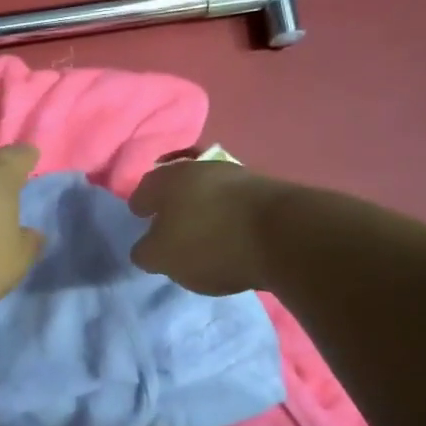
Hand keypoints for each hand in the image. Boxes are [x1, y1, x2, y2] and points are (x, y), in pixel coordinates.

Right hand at [129, 157, 275, 295]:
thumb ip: (146, 252)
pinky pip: (236, 202)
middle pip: (178, 184)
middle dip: (173, 203)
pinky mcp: (267, 189)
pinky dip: (229, 214)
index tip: (140, 219)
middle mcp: (198, 167)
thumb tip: (146, 247)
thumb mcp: (163, 258)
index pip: (143, 190)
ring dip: (204, 206)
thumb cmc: (209, 243)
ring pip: (209, 190)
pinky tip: (232, 232)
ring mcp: (236, 174)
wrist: (285, 235)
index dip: (140, 206)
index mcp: (166, 179)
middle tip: (170, 225)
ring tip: (204, 230)